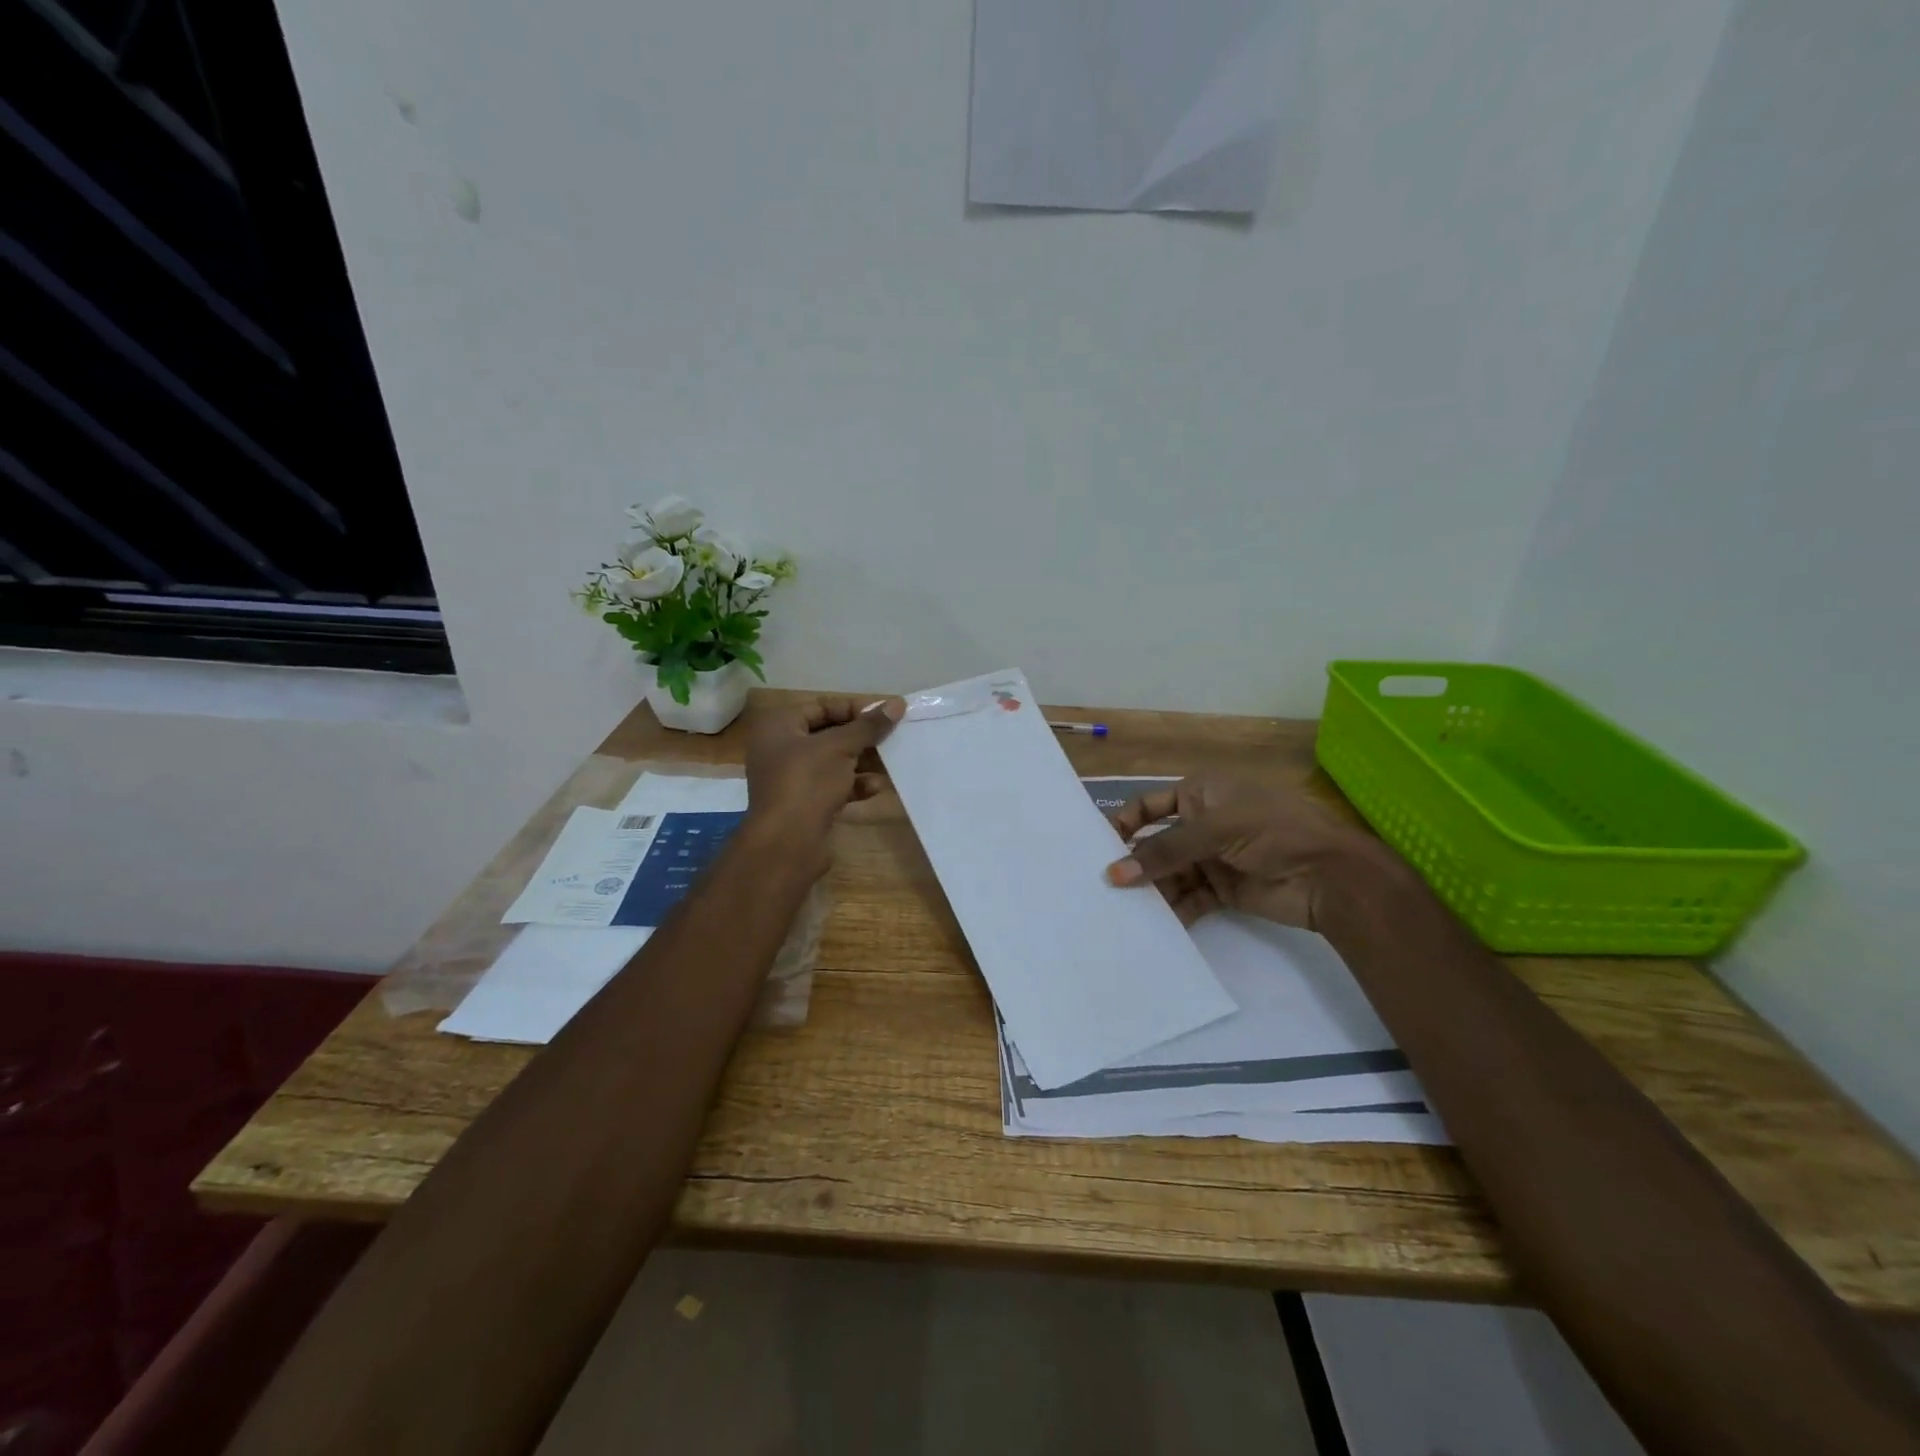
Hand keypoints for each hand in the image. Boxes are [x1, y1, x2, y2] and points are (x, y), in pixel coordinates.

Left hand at [742, 696, 905, 865]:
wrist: (786, 844)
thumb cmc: (807, 783)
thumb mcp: (840, 747)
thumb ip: (868, 726)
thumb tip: (897, 704)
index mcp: (779, 726)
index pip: (823, 706)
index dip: (856, 709)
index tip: (886, 715)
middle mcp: (781, 748)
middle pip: (830, 734)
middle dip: (862, 738)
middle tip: (893, 738)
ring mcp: (792, 778)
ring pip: (834, 762)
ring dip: (863, 762)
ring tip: (891, 763)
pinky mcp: (805, 804)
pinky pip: (834, 786)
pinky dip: (854, 785)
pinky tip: (876, 788)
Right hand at [1104, 776, 1397, 928]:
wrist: (1331, 876)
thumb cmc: (1272, 832)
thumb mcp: (1215, 830)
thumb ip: (1165, 851)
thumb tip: (1113, 873)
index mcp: (1201, 793)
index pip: (1149, 806)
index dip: (1124, 823)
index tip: (1097, 848)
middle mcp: (1203, 823)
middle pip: (1157, 844)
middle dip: (1134, 864)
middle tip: (1104, 888)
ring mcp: (1214, 858)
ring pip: (1170, 874)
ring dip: (1152, 891)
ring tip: (1126, 912)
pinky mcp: (1224, 890)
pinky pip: (1189, 899)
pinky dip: (1175, 911)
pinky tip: (1158, 927)